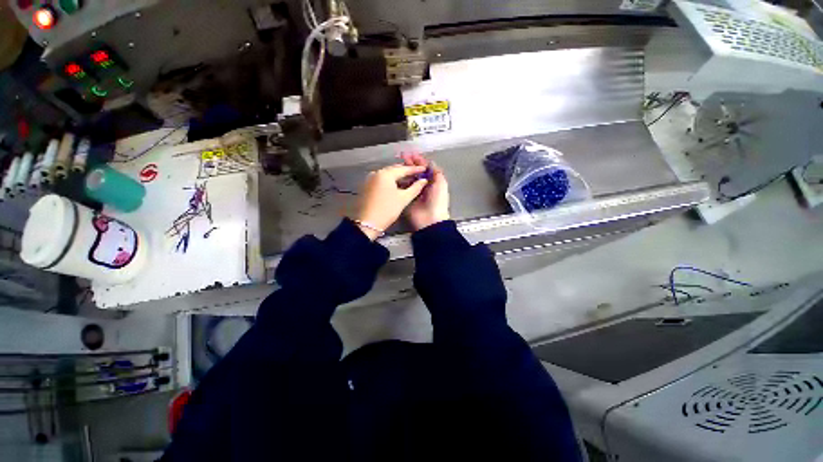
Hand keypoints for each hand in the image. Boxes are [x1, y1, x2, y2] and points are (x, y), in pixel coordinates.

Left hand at [355, 164, 428, 239]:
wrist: (367, 223)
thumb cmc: (387, 210)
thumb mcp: (403, 199)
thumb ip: (415, 188)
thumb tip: (423, 180)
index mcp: (385, 174)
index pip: (403, 169)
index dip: (415, 169)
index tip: (424, 169)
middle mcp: (376, 173)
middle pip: (394, 169)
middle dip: (406, 171)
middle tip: (417, 174)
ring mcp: (370, 179)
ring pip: (387, 175)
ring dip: (398, 177)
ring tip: (409, 180)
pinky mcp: (367, 186)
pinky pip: (382, 180)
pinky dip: (390, 181)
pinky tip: (397, 186)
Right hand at [401, 153, 449, 230]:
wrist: (430, 219)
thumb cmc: (437, 201)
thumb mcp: (441, 183)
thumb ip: (436, 172)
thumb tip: (429, 162)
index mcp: (433, 182)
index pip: (425, 168)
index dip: (419, 160)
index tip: (411, 153)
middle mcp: (423, 185)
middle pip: (416, 172)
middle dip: (410, 163)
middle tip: (402, 156)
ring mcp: (414, 192)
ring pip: (409, 178)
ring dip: (404, 171)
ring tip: (398, 164)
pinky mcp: (407, 198)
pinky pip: (403, 188)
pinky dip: (399, 181)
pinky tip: (395, 176)